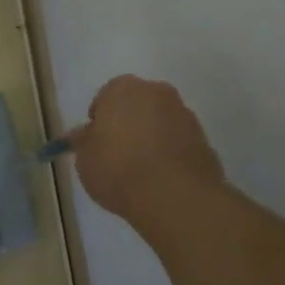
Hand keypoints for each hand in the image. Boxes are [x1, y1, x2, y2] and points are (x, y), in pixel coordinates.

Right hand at [68, 76, 225, 222]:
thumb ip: (83, 142)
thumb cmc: (118, 168)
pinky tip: (162, 179)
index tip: (96, 146)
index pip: (104, 98)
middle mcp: (156, 91)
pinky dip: (171, 154)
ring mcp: (184, 114)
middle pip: (136, 106)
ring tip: (142, 172)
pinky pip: (179, 143)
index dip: (99, 123)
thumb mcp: (84, 159)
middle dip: (128, 125)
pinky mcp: (204, 139)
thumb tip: (80, 135)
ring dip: (152, 138)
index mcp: (122, 88)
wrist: (173, 195)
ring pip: (160, 123)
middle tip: (118, 156)